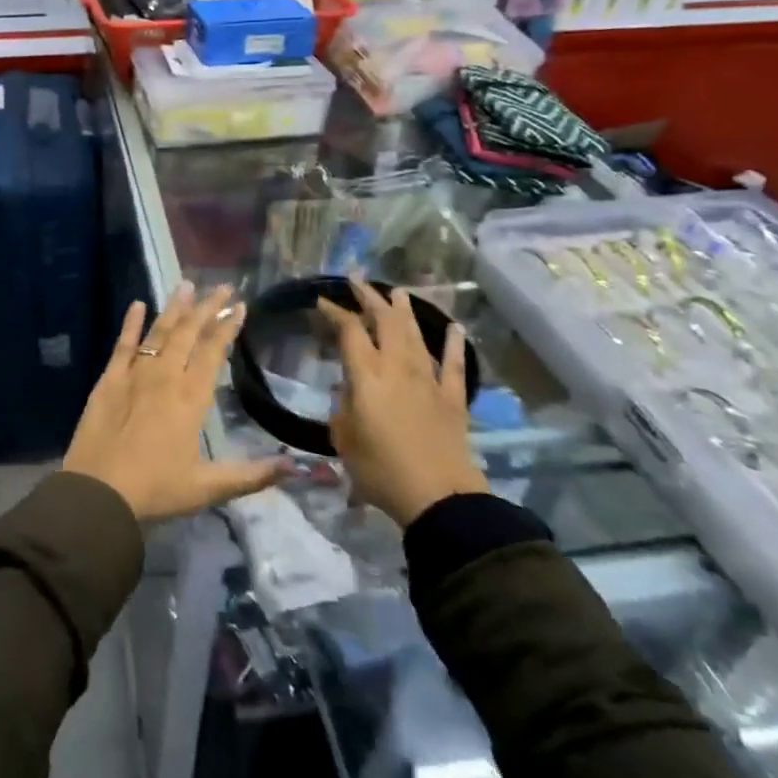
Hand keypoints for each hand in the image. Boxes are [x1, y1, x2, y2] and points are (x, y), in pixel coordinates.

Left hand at [64, 283, 287, 520]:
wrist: (98, 493)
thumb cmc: (155, 489)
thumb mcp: (208, 487)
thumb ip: (252, 475)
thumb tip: (295, 467)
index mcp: (191, 398)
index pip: (213, 352)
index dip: (228, 327)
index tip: (240, 306)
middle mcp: (166, 377)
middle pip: (188, 333)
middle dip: (207, 307)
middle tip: (222, 286)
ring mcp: (134, 375)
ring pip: (159, 333)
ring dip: (174, 308)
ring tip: (187, 284)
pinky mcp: (108, 379)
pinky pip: (123, 345)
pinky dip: (131, 323)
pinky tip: (138, 304)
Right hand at [317, 281, 486, 528]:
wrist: (438, 497)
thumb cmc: (381, 470)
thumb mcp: (344, 439)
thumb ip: (343, 408)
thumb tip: (350, 393)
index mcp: (366, 375)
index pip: (349, 331)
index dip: (335, 312)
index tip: (323, 300)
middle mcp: (397, 367)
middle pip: (385, 321)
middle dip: (370, 298)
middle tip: (357, 280)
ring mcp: (429, 380)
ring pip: (416, 335)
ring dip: (405, 311)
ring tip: (398, 292)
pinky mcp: (453, 398)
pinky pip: (454, 364)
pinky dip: (454, 344)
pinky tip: (454, 328)